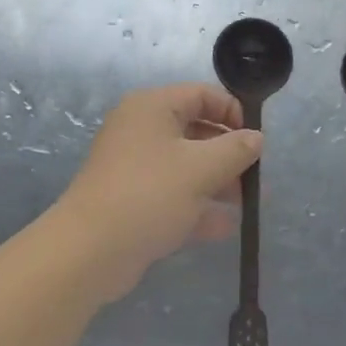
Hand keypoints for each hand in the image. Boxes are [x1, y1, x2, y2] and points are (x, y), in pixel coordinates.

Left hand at [53, 83, 261, 300]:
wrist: (89, 251)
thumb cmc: (149, 194)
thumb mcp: (202, 169)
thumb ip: (235, 150)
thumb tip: (256, 138)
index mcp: (152, 108)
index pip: (201, 94)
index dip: (232, 112)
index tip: (256, 139)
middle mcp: (140, 130)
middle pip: (194, 130)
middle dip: (228, 153)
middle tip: (254, 176)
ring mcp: (133, 166)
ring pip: (184, 165)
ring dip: (216, 182)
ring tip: (246, 204)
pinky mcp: (131, 200)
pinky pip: (171, 194)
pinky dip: (196, 206)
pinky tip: (224, 227)